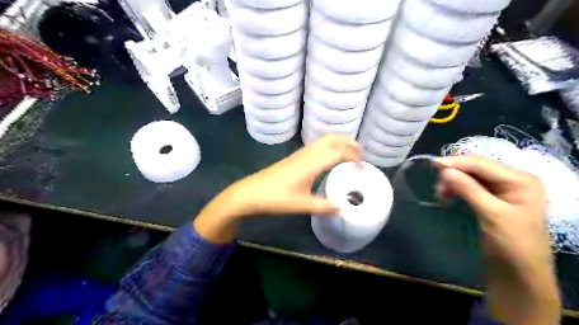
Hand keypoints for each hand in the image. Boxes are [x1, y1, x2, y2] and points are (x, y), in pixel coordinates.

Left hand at [192, 135, 360, 242]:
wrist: (250, 193)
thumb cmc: (275, 198)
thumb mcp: (302, 205)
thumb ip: (324, 206)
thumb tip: (342, 207)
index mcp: (311, 164)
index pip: (338, 152)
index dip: (354, 157)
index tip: (362, 168)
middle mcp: (307, 154)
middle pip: (331, 138)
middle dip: (348, 142)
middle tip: (360, 154)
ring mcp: (299, 154)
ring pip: (323, 140)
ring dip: (338, 143)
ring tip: (348, 154)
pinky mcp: (293, 158)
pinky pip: (316, 146)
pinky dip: (328, 147)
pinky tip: (329, 160)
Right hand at [437, 157, 547, 267]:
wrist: (519, 275)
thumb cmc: (513, 245)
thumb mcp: (492, 214)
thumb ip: (469, 189)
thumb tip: (445, 170)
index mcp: (521, 180)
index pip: (483, 164)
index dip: (457, 162)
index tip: (433, 164)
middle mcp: (512, 181)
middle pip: (477, 168)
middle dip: (455, 173)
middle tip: (437, 185)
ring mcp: (502, 191)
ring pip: (471, 177)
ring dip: (454, 182)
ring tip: (441, 194)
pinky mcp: (491, 200)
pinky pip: (470, 187)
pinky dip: (457, 189)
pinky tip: (448, 195)